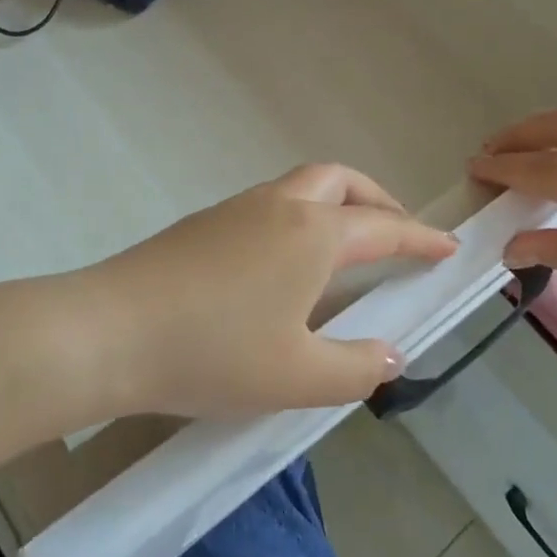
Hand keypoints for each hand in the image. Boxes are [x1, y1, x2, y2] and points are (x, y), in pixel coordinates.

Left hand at [87, 165, 458, 417]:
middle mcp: (279, 206)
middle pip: (340, 180)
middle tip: (395, 233)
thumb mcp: (297, 376)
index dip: (420, 237)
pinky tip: (285, 264)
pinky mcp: (203, 222)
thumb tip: (391, 354)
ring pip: (300, 186)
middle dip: (376, 199)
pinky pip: (269, 204)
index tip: (447, 246)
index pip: (383, 226)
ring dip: (334, 204)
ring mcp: (236, 208)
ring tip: (344, 249)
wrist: (110, 330)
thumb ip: (356, 367)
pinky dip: (298, 217)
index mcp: (313, 234)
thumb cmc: (214, 352)